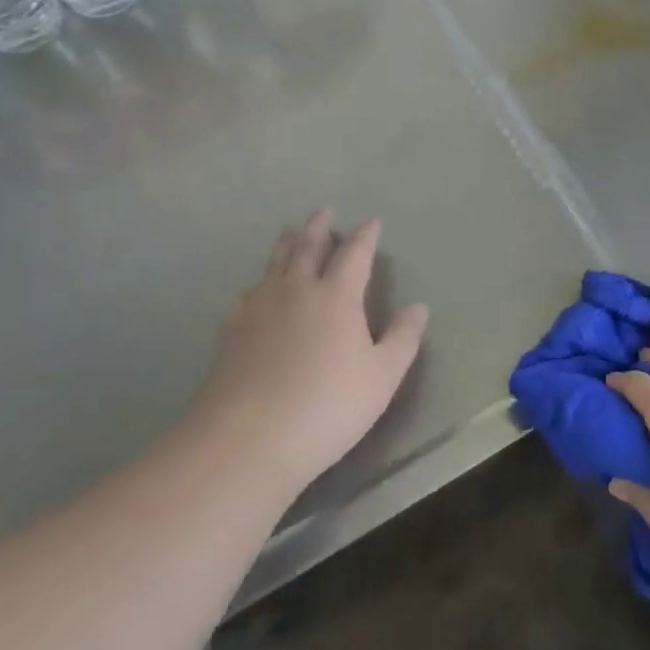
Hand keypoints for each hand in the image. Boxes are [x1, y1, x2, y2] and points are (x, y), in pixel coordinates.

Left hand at [193, 209, 427, 494]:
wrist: (249, 439)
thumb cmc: (327, 406)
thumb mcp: (382, 377)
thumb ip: (402, 339)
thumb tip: (418, 308)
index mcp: (336, 296)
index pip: (355, 254)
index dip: (365, 236)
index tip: (372, 222)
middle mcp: (296, 290)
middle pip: (308, 248)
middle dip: (318, 228)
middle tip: (323, 210)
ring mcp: (259, 308)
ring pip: (275, 264)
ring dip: (286, 245)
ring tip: (289, 233)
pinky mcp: (232, 331)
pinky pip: (249, 294)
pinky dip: (259, 284)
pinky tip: (255, 293)